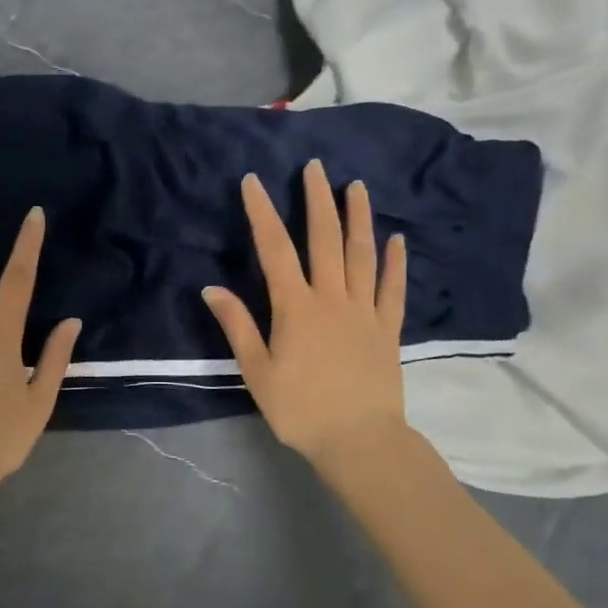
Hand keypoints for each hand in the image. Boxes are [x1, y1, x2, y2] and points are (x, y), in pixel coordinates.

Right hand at [202, 160, 410, 472]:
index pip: (275, 249)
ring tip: (356, 186)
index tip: (253, 181)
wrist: (359, 441)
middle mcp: (332, 298)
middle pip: (324, 239)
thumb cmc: (300, 409)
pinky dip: (395, 261)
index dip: (262, 212)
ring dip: (358, 217)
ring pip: (361, 254)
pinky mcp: (388, 328)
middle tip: (315, 167)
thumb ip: (237, 326)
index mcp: (296, 307)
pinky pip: (393, 288)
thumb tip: (211, 288)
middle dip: (317, 200)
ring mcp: (365, 311)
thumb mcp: (257, 371)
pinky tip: (396, 238)